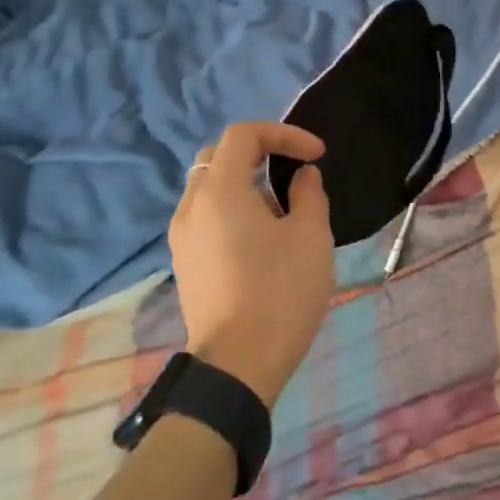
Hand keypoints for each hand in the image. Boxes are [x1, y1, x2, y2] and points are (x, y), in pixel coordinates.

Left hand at [169, 122, 333, 406]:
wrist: (237, 365)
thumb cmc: (280, 293)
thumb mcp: (311, 237)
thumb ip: (309, 194)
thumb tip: (302, 177)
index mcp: (219, 190)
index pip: (243, 135)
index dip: (284, 133)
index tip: (317, 155)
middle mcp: (191, 205)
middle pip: (218, 156)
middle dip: (260, 153)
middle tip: (294, 173)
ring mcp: (181, 236)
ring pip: (210, 188)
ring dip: (246, 184)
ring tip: (284, 213)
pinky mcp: (184, 262)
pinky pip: (206, 216)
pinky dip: (233, 209)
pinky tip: (261, 241)